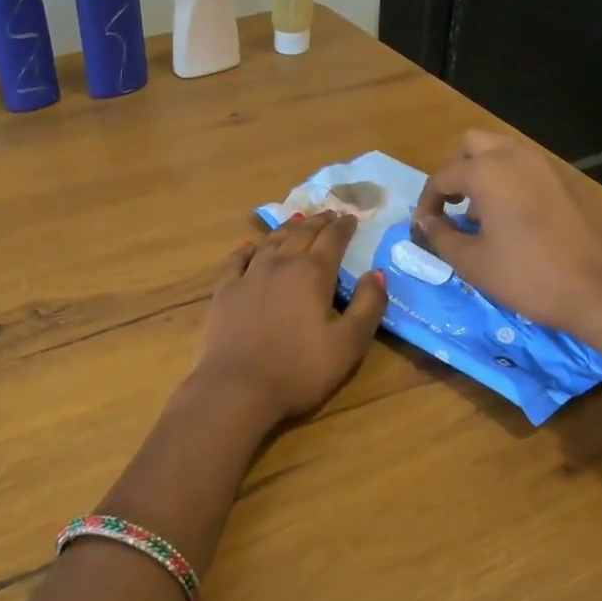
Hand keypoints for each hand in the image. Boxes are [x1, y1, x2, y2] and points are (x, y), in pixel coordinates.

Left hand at [191, 212, 388, 423]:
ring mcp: (249, 276)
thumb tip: (376, 273)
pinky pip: (236, 261)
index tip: (351, 218)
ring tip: (296, 220)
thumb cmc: (300, 369)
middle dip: (318, 222)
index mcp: (313, 274)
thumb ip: (368, 305)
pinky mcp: (225, 292)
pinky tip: (250, 246)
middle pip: (302, 234)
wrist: (238, 387)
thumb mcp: (349, 344)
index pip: (333, 240)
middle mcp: (280, 265)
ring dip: (286, 229)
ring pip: (270, 242)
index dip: (344, 227)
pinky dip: (246, 249)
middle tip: (328, 213)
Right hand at [413, 130, 601, 354]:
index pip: (442, 176)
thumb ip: (440, 235)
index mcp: (487, 172)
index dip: (426, 202)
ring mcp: (546, 166)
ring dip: (483, 174)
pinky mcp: (567, 181)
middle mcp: (515, 157)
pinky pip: (526, 169)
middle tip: (451, 206)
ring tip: (480, 216)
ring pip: (502, 153)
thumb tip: (425, 221)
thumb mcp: (472, 262)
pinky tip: (512, 221)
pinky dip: (510, 182)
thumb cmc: (528, 276)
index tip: (423, 226)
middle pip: (472, 145)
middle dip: (456, 171)